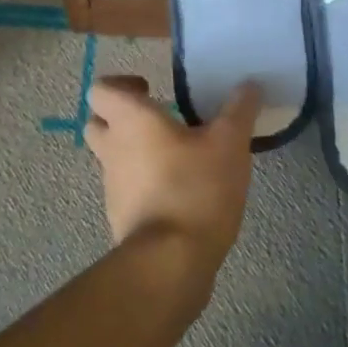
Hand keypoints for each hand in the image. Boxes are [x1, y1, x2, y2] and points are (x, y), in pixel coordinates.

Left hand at [84, 76, 258, 275]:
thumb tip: (249, 84)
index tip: (151, 90)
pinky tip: (179, 190)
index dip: (120, 84)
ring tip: (177, 156)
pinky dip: (144, 183)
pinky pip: (126, 188)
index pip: (101, 90)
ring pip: (112, 157)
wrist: (171, 262)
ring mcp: (112, 186)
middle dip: (122, 117)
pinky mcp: (121, 217)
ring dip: (135, 151)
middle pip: (98, 122)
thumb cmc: (196, 188)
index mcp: (131, 120)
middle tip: (159, 119)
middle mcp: (113, 149)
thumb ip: (239, 110)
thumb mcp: (230, 142)